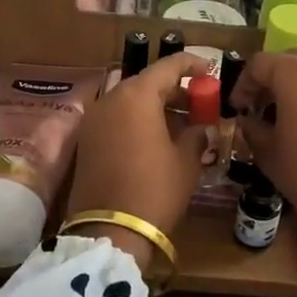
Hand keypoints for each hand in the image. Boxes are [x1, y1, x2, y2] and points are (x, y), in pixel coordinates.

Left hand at [67, 54, 213, 270]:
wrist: (110, 231)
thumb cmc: (155, 189)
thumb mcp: (186, 161)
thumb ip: (197, 135)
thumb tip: (201, 128)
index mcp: (136, 96)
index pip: (168, 66)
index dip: (192, 65)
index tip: (210, 72)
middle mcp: (110, 99)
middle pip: (147, 83)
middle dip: (175, 91)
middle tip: (200, 104)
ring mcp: (94, 121)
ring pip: (130, 102)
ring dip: (156, 107)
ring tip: (183, 125)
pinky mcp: (86, 142)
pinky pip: (117, 120)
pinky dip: (138, 122)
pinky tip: (159, 140)